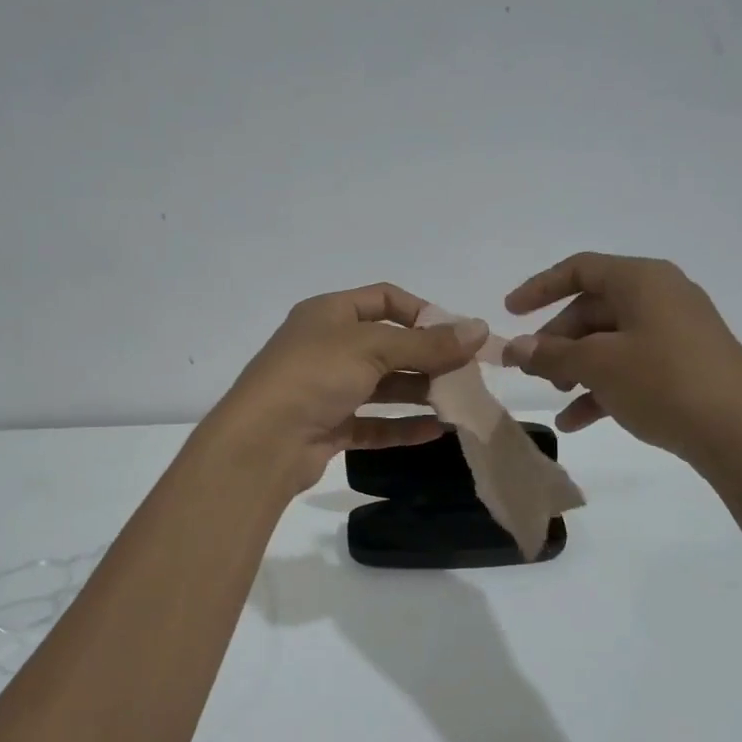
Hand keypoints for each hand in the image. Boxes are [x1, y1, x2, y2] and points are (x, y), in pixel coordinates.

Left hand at [207, 283, 488, 492]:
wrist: (262, 442)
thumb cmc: (314, 376)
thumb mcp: (373, 348)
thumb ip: (428, 343)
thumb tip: (480, 328)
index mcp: (329, 313)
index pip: (383, 299)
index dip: (422, 311)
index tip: (456, 332)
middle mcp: (327, 346)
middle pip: (387, 345)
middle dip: (427, 356)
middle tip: (467, 372)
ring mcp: (326, 389)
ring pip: (382, 386)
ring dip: (419, 392)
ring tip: (459, 402)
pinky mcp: (329, 427)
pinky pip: (373, 423)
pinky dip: (402, 425)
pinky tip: (436, 431)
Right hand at [504, 252, 741, 469]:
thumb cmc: (664, 382)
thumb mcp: (598, 366)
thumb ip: (551, 354)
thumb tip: (515, 349)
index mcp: (642, 280)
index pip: (580, 269)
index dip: (539, 288)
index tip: (509, 313)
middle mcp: (661, 297)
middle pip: (593, 308)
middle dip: (557, 340)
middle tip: (532, 370)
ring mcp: (677, 332)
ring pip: (610, 341)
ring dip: (576, 367)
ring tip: (554, 396)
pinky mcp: (686, 366)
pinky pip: (632, 366)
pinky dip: (602, 387)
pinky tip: (576, 421)